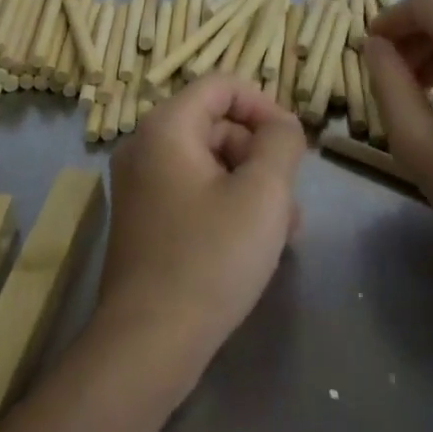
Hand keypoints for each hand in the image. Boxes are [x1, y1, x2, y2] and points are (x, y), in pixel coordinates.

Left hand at [93, 74, 305, 382]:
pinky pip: (194, 192)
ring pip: (209, 162)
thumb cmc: (210, 258)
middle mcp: (144, 147)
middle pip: (216, 124)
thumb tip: (282, 126)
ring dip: (251, 185)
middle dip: (260, 154)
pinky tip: (255, 244)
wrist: (148, 345)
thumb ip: (281, 142)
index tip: (292, 145)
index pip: (222, 85)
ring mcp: (140, 186)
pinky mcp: (144, 221)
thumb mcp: (263, 192)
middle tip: (290, 200)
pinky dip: (227, 205)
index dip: (264, 106)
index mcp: (165, 128)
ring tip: (283, 230)